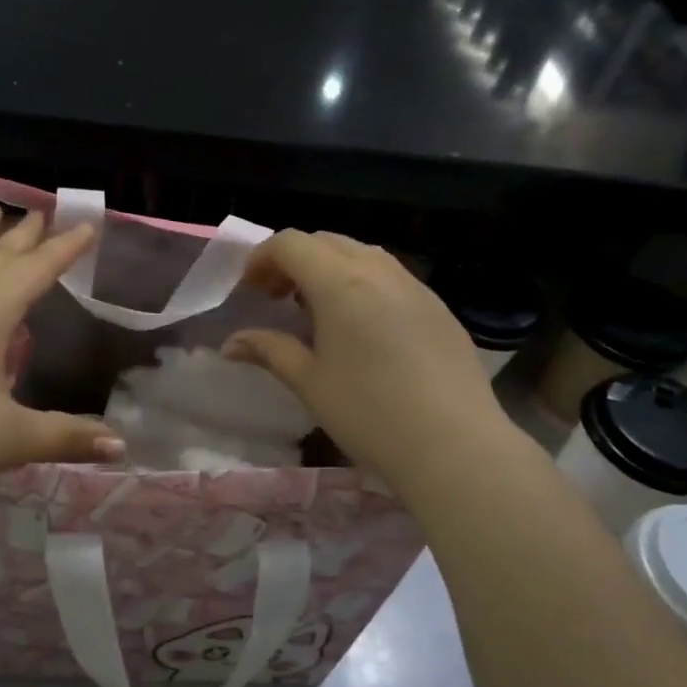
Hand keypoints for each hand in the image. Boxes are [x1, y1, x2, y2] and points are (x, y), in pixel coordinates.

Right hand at [221, 231, 504, 487]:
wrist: (454, 445)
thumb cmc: (369, 413)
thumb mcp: (309, 382)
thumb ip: (269, 351)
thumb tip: (231, 343)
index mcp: (341, 283)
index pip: (292, 243)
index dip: (262, 258)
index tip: (249, 291)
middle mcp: (379, 271)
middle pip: (326, 241)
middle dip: (294, 260)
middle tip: (277, 298)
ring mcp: (415, 286)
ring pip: (362, 255)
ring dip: (329, 269)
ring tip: (317, 312)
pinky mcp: (439, 308)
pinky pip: (391, 277)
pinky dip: (363, 285)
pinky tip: (362, 329)